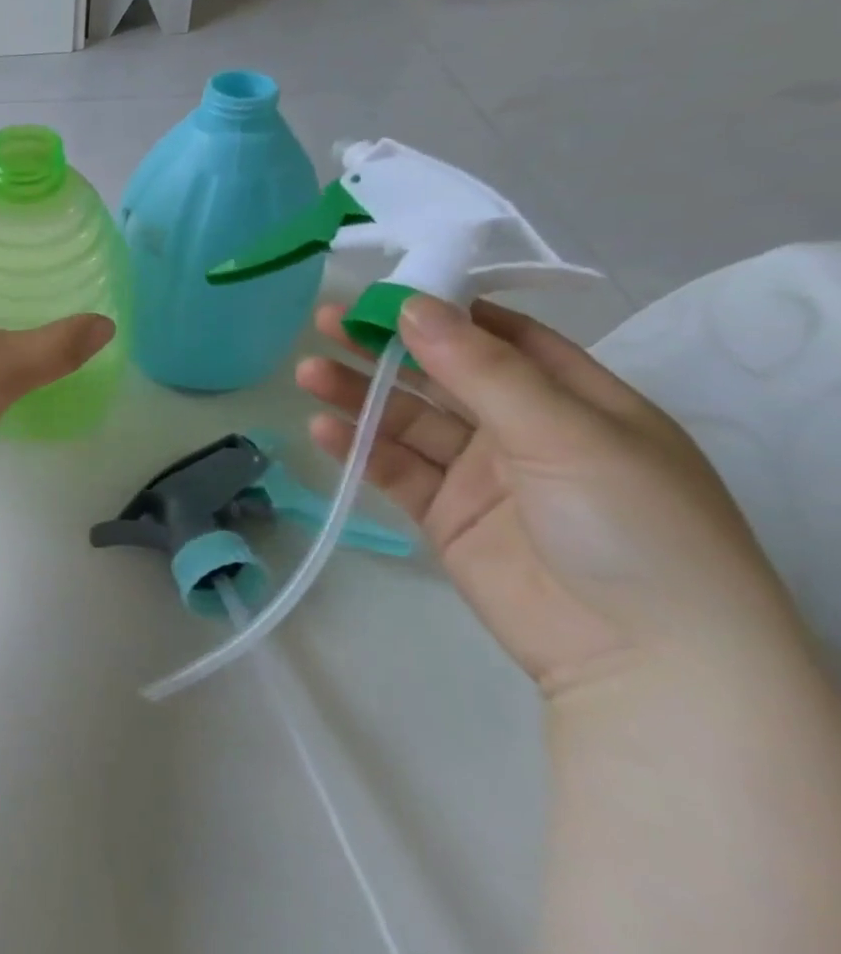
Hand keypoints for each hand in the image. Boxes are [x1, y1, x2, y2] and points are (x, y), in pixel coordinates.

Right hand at [297, 296, 803, 697]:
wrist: (644, 661)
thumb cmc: (631, 526)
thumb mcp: (565, 433)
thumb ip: (482, 370)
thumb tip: (412, 305)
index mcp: (575, 400)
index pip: (501, 338)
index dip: (443, 310)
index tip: (382, 291)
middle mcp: (525, 430)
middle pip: (441, 374)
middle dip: (384, 347)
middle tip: (325, 323)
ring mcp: (482, 475)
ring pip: (408, 419)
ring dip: (359, 394)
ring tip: (308, 373)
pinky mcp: (446, 515)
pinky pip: (395, 469)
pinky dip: (359, 447)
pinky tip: (324, 428)